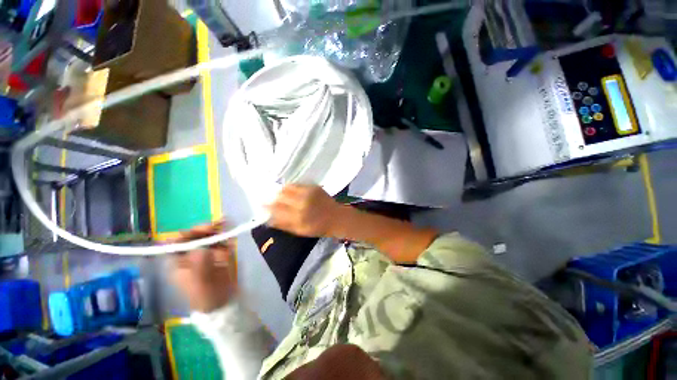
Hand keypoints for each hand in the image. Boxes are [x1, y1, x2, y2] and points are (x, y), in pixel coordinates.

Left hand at [170, 222, 237, 312]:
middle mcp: (191, 255)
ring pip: (208, 237)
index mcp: (178, 262)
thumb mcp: (199, 279)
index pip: (177, 242)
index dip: (187, 233)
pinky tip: (230, 230)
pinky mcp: (219, 254)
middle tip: (217, 225)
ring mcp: (206, 254)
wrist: (221, 302)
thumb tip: (201, 244)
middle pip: (194, 237)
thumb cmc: (204, 294)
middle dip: (204, 229)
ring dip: (216, 229)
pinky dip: (225, 235)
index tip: (201, 230)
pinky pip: (221, 241)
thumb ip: (199, 261)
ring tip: (226, 222)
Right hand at [267, 184, 346, 237]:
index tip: (261, 205)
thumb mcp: (300, 231)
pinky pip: (297, 184)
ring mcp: (308, 194)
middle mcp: (301, 204)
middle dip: (273, 198)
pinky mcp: (314, 187)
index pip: (276, 210)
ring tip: (280, 194)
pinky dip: (291, 187)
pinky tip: (291, 191)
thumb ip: (284, 225)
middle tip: (271, 199)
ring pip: (287, 188)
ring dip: (281, 191)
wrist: (336, 217)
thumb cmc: (318, 227)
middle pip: (280, 197)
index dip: (267, 207)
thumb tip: (268, 219)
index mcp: (298, 218)